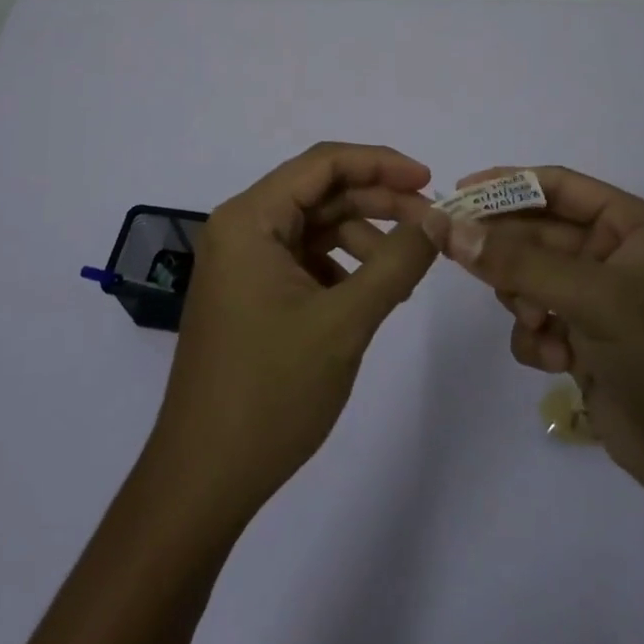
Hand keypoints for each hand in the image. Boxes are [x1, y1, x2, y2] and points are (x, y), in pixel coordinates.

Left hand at [147, 143, 443, 522]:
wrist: (204, 480)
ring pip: (316, 225)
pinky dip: (343, 266)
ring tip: (407, 272)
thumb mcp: (344, 321)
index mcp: (249, 219)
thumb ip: (396, 262)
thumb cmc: (270, 393)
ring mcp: (243, 262)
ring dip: (365, 237)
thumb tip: (439, 219)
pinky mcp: (251, 293)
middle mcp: (241, 228)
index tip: (430, 182)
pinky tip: (373, 295)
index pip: (323, 163)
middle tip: (432, 226)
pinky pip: (305, 258)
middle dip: (379, 202)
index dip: (381, 163)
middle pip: (321, 192)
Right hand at [441, 167, 643, 523]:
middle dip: (507, 251)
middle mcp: (616, 256)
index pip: (559, 187)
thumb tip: (447, 226)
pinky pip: (537, 323)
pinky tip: (554, 360)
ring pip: (530, 279)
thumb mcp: (596, 299)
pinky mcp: (588, 345)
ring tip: (535, 323)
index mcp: (633, 226)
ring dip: (521, 298)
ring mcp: (601, 303)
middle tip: (458, 257)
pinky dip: (534, 338)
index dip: (507, 184)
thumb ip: (519, 261)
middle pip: (538, 233)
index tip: (457, 195)